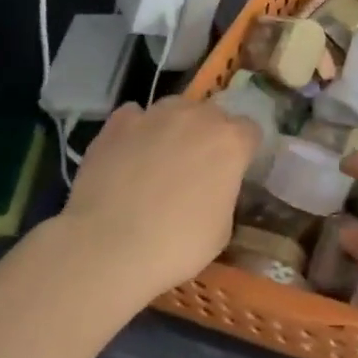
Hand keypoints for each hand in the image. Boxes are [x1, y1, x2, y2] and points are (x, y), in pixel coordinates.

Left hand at [59, 97, 260, 302]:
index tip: (232, 173)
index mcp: (231, 141)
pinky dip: (136, 130)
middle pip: (212, 115)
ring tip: (159, 159)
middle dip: (208, 136)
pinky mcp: (117, 124)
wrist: (107, 248)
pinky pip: (134, 116)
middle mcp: (197, 117)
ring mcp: (155, 115)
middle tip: (195, 169)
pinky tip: (128, 154)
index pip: (250, 131)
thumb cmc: (176, 245)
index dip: (242, 152)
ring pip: (174, 109)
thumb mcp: (222, 229)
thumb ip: (223, 193)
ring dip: (174, 127)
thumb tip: (212, 188)